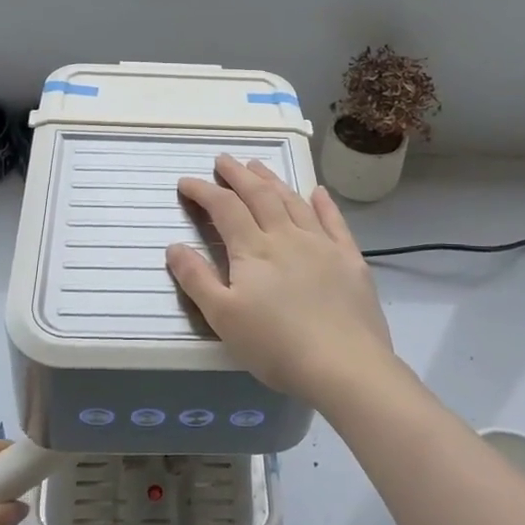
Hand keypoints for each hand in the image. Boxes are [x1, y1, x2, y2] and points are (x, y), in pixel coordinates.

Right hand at [166, 155, 396, 407]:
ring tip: (258, 166)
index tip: (186, 182)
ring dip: (273, 181)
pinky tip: (318, 192)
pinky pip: (334, 221)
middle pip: (260, 195)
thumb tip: (174, 246)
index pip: (224, 208)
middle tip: (223, 160)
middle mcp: (287, 236)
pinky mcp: (350, 259)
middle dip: (238, 175)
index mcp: (253, 249)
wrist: (344, 365)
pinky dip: (323, 203)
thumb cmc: (275, 346)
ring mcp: (322, 244)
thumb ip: (196, 279)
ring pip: (294, 201)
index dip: (203, 191)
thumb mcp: (223, 318)